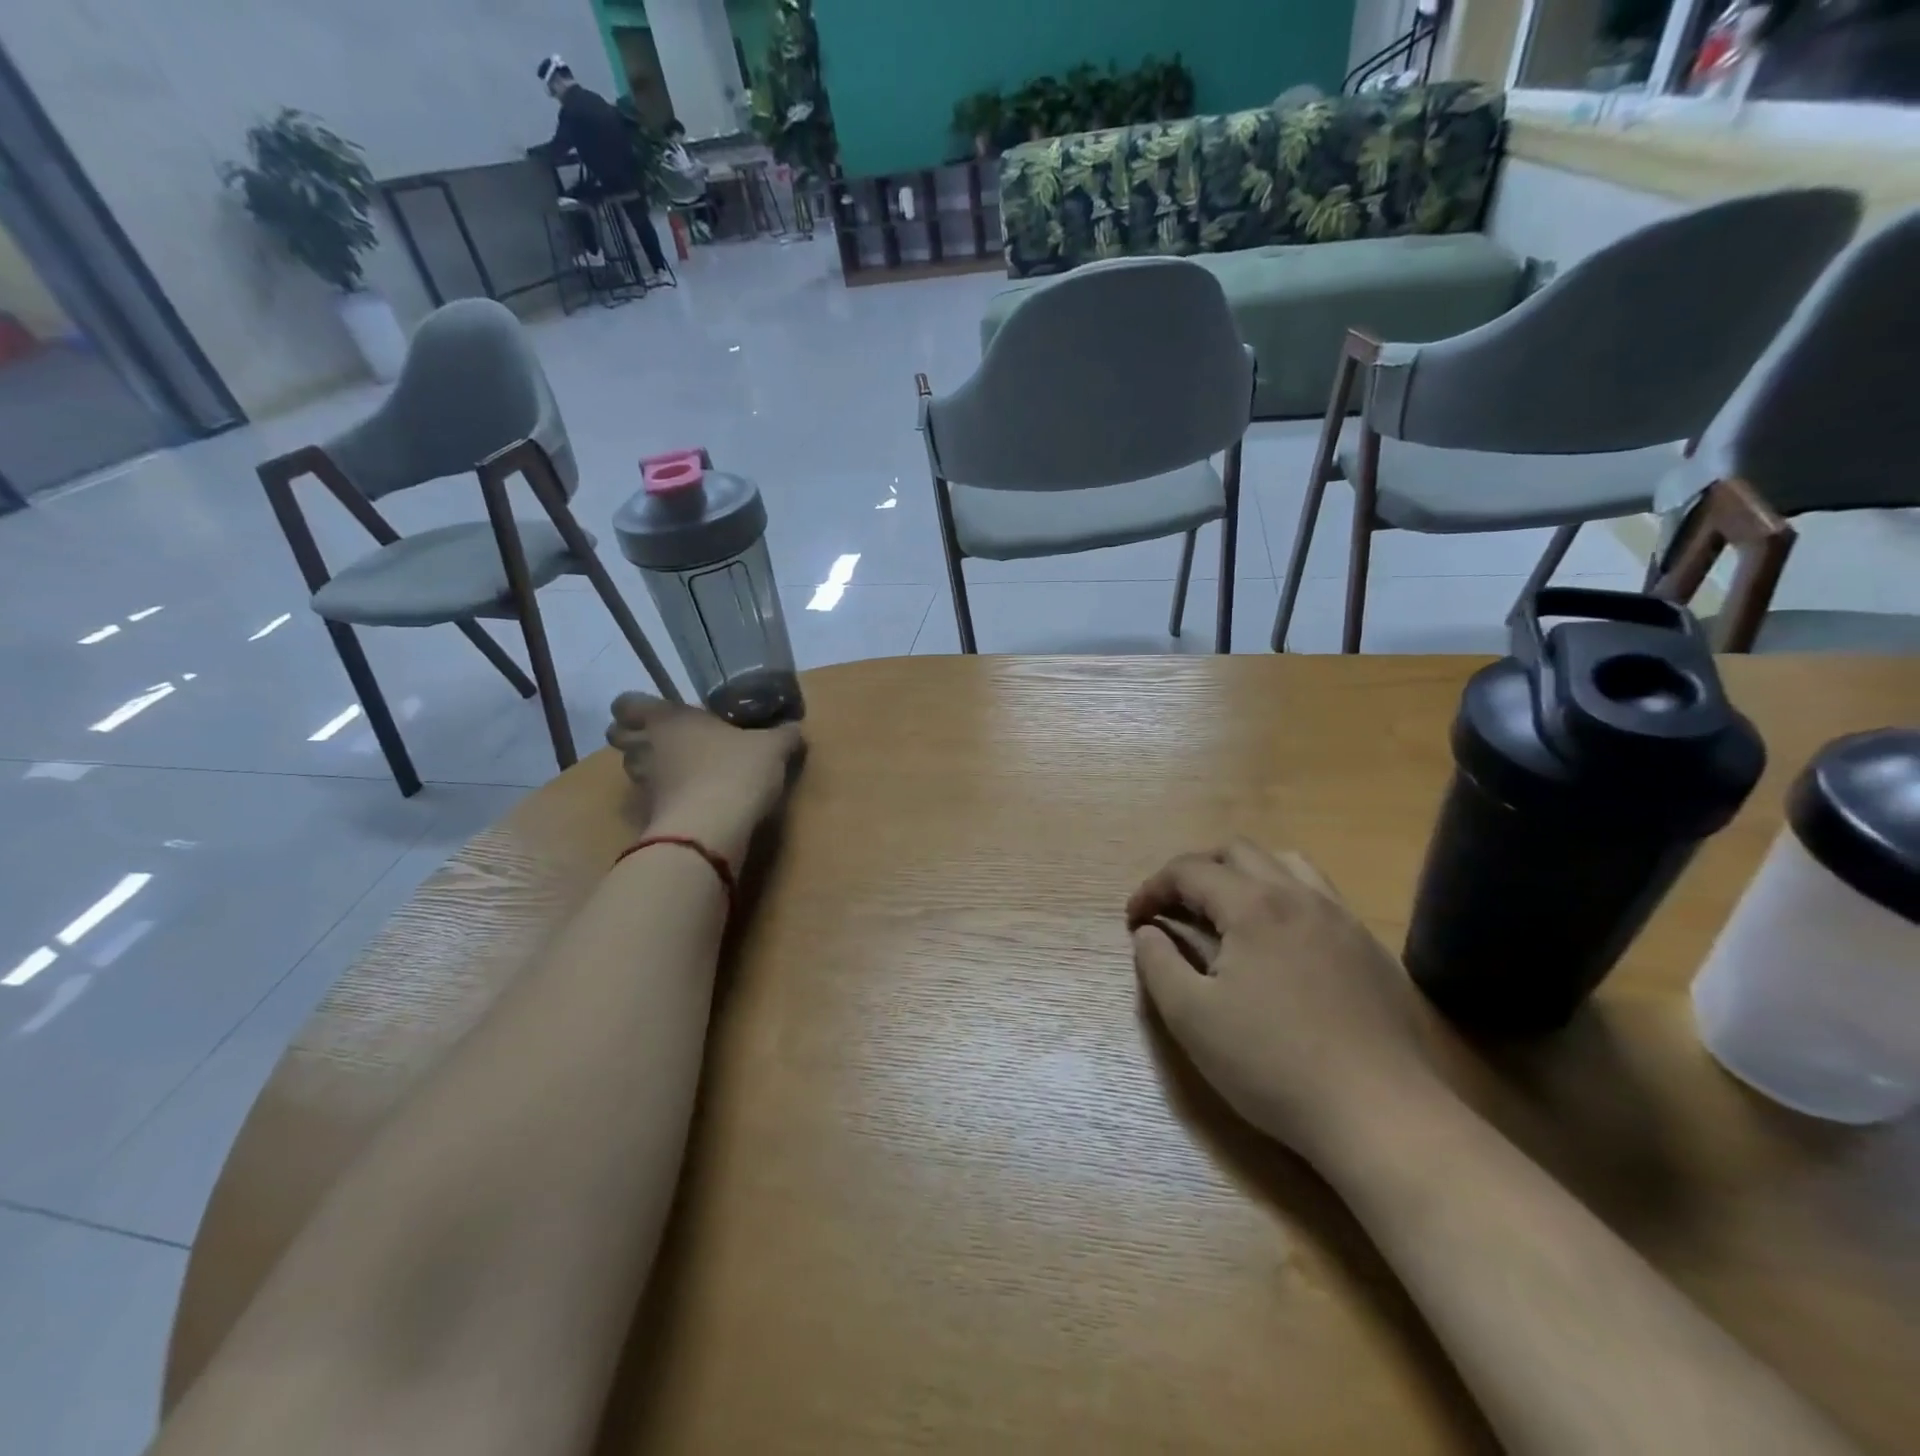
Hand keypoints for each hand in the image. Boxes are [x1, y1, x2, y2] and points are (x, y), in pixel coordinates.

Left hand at [606, 694, 804, 867]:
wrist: (711, 830)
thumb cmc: (735, 771)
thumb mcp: (772, 748)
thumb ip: (784, 735)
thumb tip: (795, 728)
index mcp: (667, 719)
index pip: (626, 703)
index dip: (636, 707)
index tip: (660, 713)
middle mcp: (646, 747)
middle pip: (619, 736)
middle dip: (636, 737)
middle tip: (668, 741)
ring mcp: (643, 784)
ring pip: (633, 769)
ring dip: (650, 768)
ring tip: (683, 772)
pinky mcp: (649, 816)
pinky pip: (651, 800)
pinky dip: (664, 799)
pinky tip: (692, 801)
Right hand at [1126, 840, 1434, 1162]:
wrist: (1380, 1116)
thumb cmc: (1272, 1064)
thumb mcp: (1191, 1017)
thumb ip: (1157, 964)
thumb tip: (1148, 932)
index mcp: (1253, 906)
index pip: (1190, 870)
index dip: (1152, 888)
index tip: (1134, 919)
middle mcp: (1300, 896)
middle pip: (1238, 852)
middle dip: (1196, 871)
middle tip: (1176, 907)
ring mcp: (1342, 919)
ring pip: (1287, 864)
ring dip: (1246, 875)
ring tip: (1228, 912)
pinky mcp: (1370, 948)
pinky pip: (1320, 897)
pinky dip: (1285, 898)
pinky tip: (1281, 943)